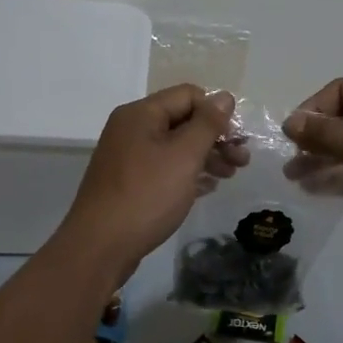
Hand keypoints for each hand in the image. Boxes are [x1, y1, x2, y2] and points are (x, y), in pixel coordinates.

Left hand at [56, 85, 237, 275]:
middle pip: (183, 120)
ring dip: (206, 155)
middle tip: (242, 160)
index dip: (216, 112)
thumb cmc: (146, 195)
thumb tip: (224, 97)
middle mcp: (132, 128)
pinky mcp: (129, 182)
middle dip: (215, 137)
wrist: (99, 247)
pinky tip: (208, 187)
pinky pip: (165, 167)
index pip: (188, 95)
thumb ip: (207, 124)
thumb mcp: (184, 156)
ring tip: (230, 175)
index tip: (237, 138)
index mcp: (141, 114)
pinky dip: (188, 173)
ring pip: (175, 146)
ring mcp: (128, 156)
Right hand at [283, 79, 342, 256]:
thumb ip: (327, 135)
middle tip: (289, 159)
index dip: (314, 108)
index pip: (342, 91)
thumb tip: (290, 122)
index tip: (292, 133)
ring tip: (293, 177)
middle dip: (315, 138)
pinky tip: (314, 189)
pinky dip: (339, 176)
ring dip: (322, 159)